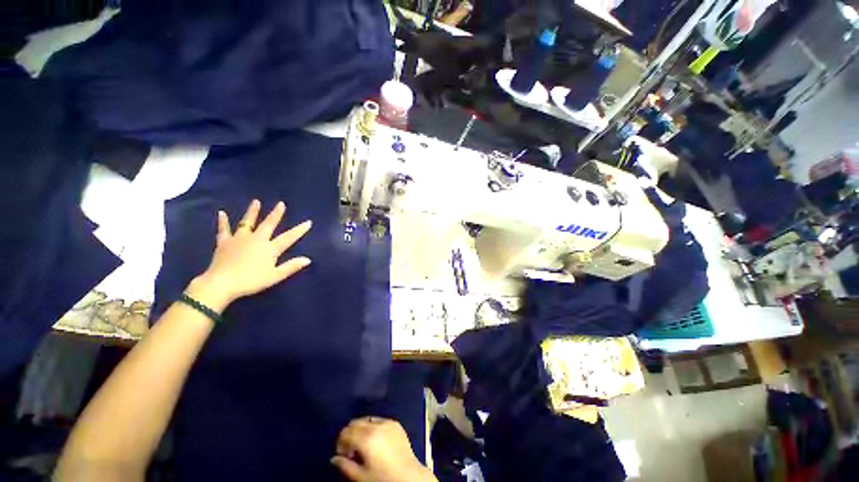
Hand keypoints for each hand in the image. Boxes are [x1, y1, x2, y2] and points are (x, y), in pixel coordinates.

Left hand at [191, 200, 311, 309]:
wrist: (221, 283)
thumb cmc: (251, 281)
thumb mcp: (274, 277)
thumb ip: (291, 267)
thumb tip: (308, 259)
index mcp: (270, 248)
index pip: (289, 237)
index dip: (299, 230)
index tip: (308, 222)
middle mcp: (256, 239)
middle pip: (268, 224)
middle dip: (276, 214)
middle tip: (281, 204)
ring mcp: (239, 239)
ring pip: (247, 222)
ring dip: (252, 212)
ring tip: (256, 202)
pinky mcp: (224, 242)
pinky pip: (224, 229)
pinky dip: (223, 221)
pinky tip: (221, 213)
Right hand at [331, 417, 436, 481]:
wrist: (409, 476)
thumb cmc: (383, 479)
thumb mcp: (361, 477)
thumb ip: (345, 466)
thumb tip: (333, 458)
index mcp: (366, 437)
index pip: (345, 432)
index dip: (340, 443)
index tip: (342, 454)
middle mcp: (376, 425)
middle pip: (355, 422)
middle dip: (350, 434)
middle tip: (350, 451)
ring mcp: (387, 422)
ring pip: (367, 419)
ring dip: (361, 429)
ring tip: (362, 446)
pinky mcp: (396, 423)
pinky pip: (379, 420)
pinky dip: (373, 427)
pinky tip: (375, 441)